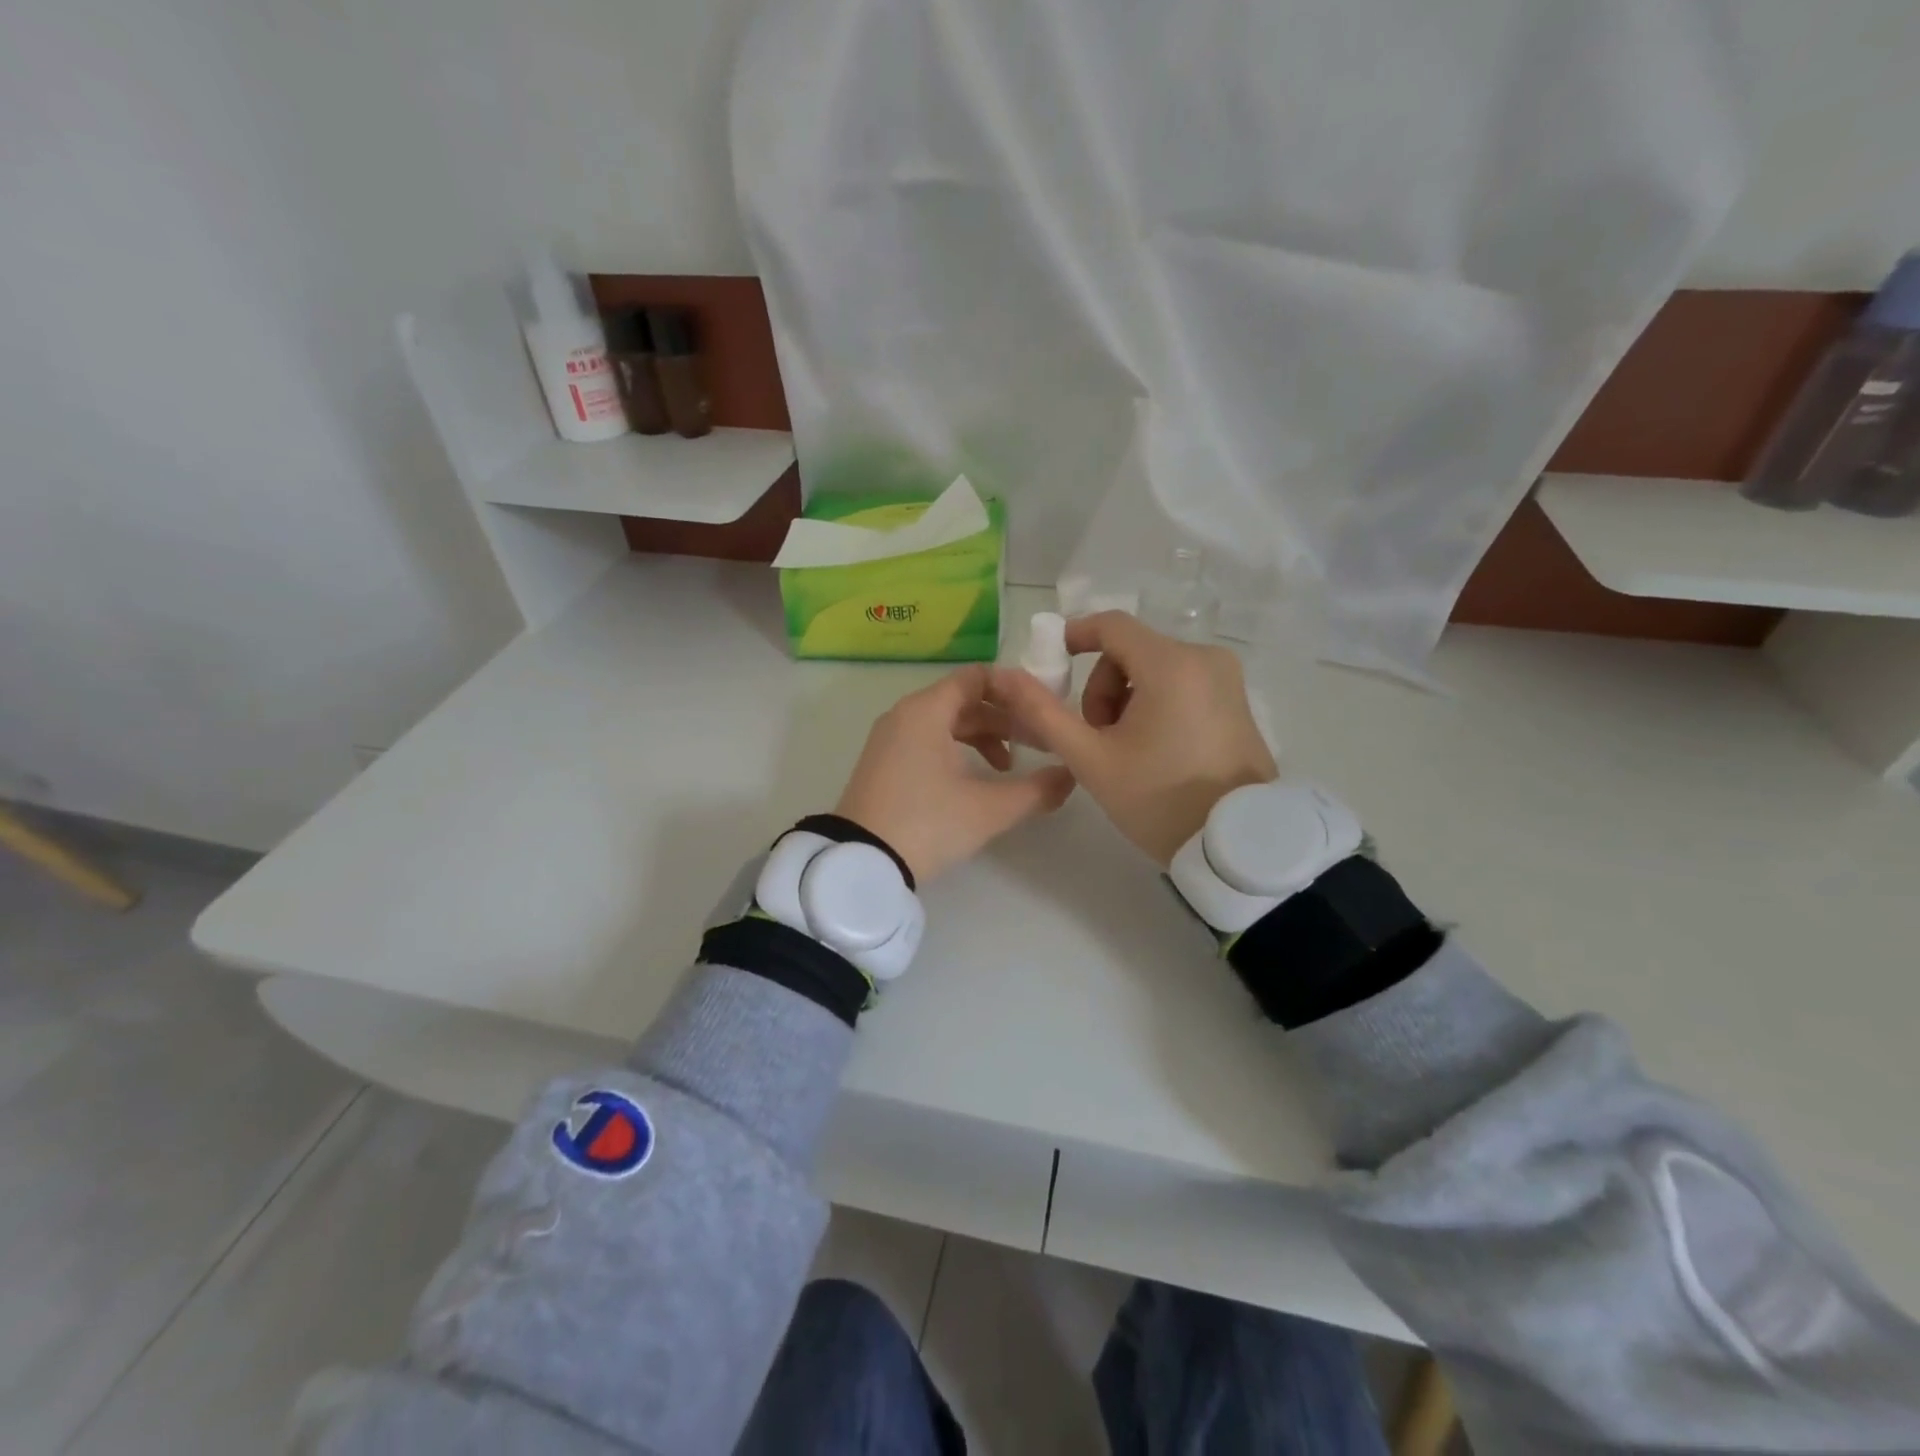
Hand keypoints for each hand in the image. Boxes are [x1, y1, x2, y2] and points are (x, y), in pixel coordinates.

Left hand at [835, 664, 1075, 883]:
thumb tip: (1070, 776)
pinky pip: (927, 740)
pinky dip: (956, 750)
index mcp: (927, 710)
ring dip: (982, 738)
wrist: (860, 862)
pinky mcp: (883, 763)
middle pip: (964, 700)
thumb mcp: (988, 809)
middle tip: (1037, 744)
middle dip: (1004, 719)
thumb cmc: (926, 823)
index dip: (1014, 689)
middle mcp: (905, 714)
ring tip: (1008, 768)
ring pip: (946, 722)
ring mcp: (890, 739)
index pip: (977, 677)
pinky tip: (973, 780)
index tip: (1042, 710)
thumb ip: (1036, 790)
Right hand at [992, 613, 1275, 865]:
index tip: (1053, 665)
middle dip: (1103, 688)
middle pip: (1132, 650)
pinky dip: (1156, 704)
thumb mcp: (1091, 759)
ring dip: (1127, 699)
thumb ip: (1044, 713)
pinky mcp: (1237, 699)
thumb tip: (1006, 677)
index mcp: (1171, 664)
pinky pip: (1182, 683)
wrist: (1234, 845)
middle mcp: (1205, 658)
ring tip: (1126, 750)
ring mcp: (1227, 679)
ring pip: (1155, 668)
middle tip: (1097, 738)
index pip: (1111, 625)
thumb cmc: (1159, 799)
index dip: (1075, 636)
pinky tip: (1155, 749)